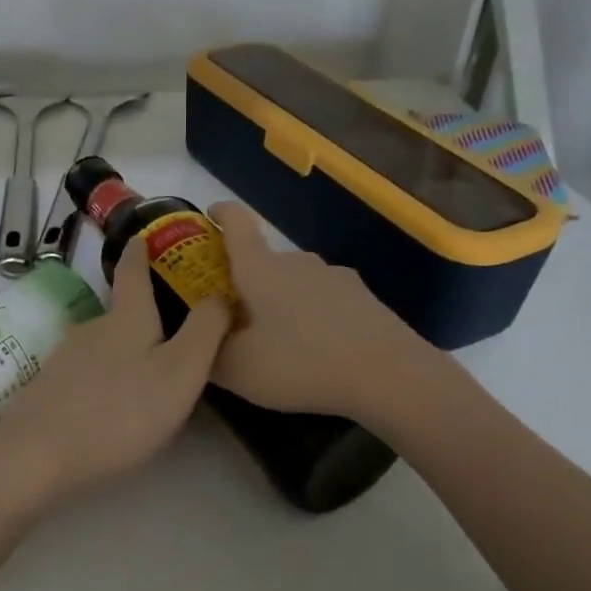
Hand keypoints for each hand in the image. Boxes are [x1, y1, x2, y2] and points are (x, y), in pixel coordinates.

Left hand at [0, 237, 230, 506]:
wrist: (37, 456)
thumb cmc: (121, 412)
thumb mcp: (181, 372)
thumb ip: (204, 331)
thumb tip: (219, 294)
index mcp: (127, 318)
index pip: (133, 271)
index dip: (141, 252)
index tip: (142, 237)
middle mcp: (93, 328)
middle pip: (122, 314)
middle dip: (145, 318)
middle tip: (174, 339)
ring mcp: (65, 358)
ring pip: (105, 346)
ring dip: (126, 353)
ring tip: (148, 379)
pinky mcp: (49, 387)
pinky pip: (87, 373)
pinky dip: (105, 379)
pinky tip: (113, 406)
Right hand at [208, 200, 424, 421]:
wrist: (389, 375)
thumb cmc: (301, 364)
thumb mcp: (238, 370)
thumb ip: (209, 353)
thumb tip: (201, 341)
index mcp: (261, 269)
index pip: (236, 224)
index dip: (220, 214)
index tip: (209, 217)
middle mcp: (298, 262)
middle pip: (264, 262)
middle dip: (247, 284)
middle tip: (236, 320)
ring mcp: (335, 277)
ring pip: (295, 283)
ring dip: (281, 303)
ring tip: (279, 344)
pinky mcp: (363, 298)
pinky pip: (324, 301)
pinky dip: (313, 318)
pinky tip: (317, 351)